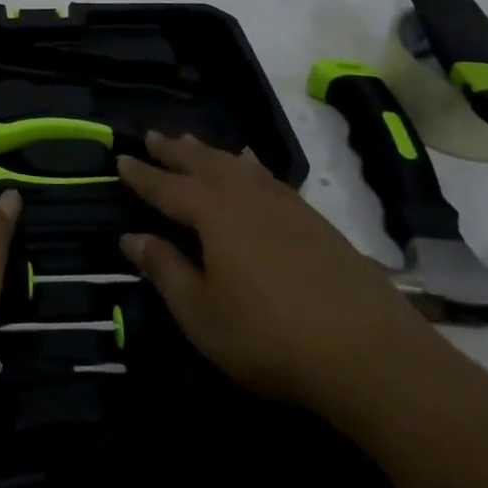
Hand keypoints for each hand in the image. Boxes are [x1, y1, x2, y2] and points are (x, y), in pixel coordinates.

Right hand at [117, 131, 439, 420]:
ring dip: (208, 152)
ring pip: (234, 164)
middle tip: (152, 136)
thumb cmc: (270, 337)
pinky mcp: (311, 217)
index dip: (141, 174)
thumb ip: (165, 271)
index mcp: (211, 212)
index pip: (166, 186)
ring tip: (190, 141)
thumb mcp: (202, 315)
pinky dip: (248, 164)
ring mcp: (281, 202)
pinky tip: (249, 163)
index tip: (120, 158)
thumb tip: (130, 237)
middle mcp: (243, 194)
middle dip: (173, 151)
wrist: (368, 351)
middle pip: (200, 163)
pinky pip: (266, 175)